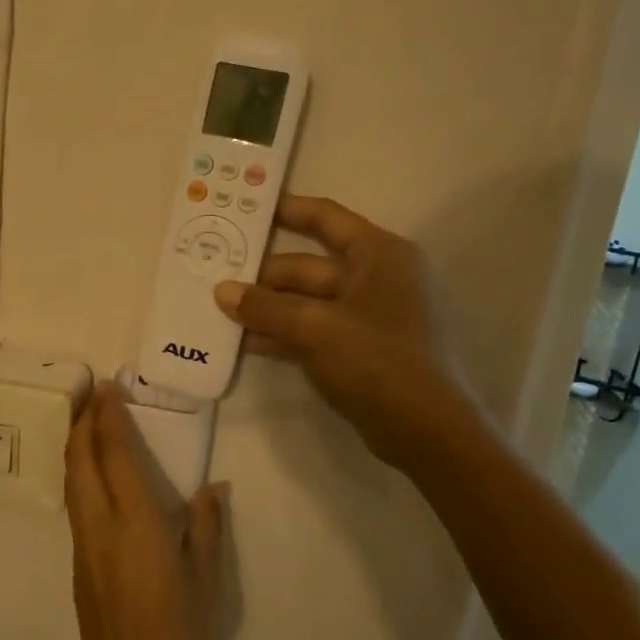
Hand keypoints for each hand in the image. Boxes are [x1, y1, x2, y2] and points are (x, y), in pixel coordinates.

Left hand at [63, 383, 224, 639]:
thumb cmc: (181, 637)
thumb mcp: (207, 581)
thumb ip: (207, 528)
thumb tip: (212, 488)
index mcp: (135, 524)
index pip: (115, 454)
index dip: (109, 417)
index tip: (109, 387)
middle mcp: (100, 525)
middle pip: (79, 459)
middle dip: (82, 421)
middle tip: (93, 394)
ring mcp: (83, 544)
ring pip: (71, 480)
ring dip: (75, 445)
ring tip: (88, 422)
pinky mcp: (77, 563)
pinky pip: (74, 502)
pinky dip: (78, 473)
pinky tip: (93, 473)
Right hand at [213, 194, 478, 471]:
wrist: (424, 430)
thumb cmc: (378, 360)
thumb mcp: (315, 328)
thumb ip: (265, 307)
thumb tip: (221, 291)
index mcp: (378, 255)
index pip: (326, 219)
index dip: (287, 210)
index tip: (247, 209)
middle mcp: (375, 278)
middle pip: (307, 266)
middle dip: (263, 275)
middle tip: (215, 276)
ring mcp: (366, 316)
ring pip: (305, 301)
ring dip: (267, 307)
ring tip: (220, 311)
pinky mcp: (357, 349)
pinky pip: (311, 330)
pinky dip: (281, 334)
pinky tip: (245, 342)